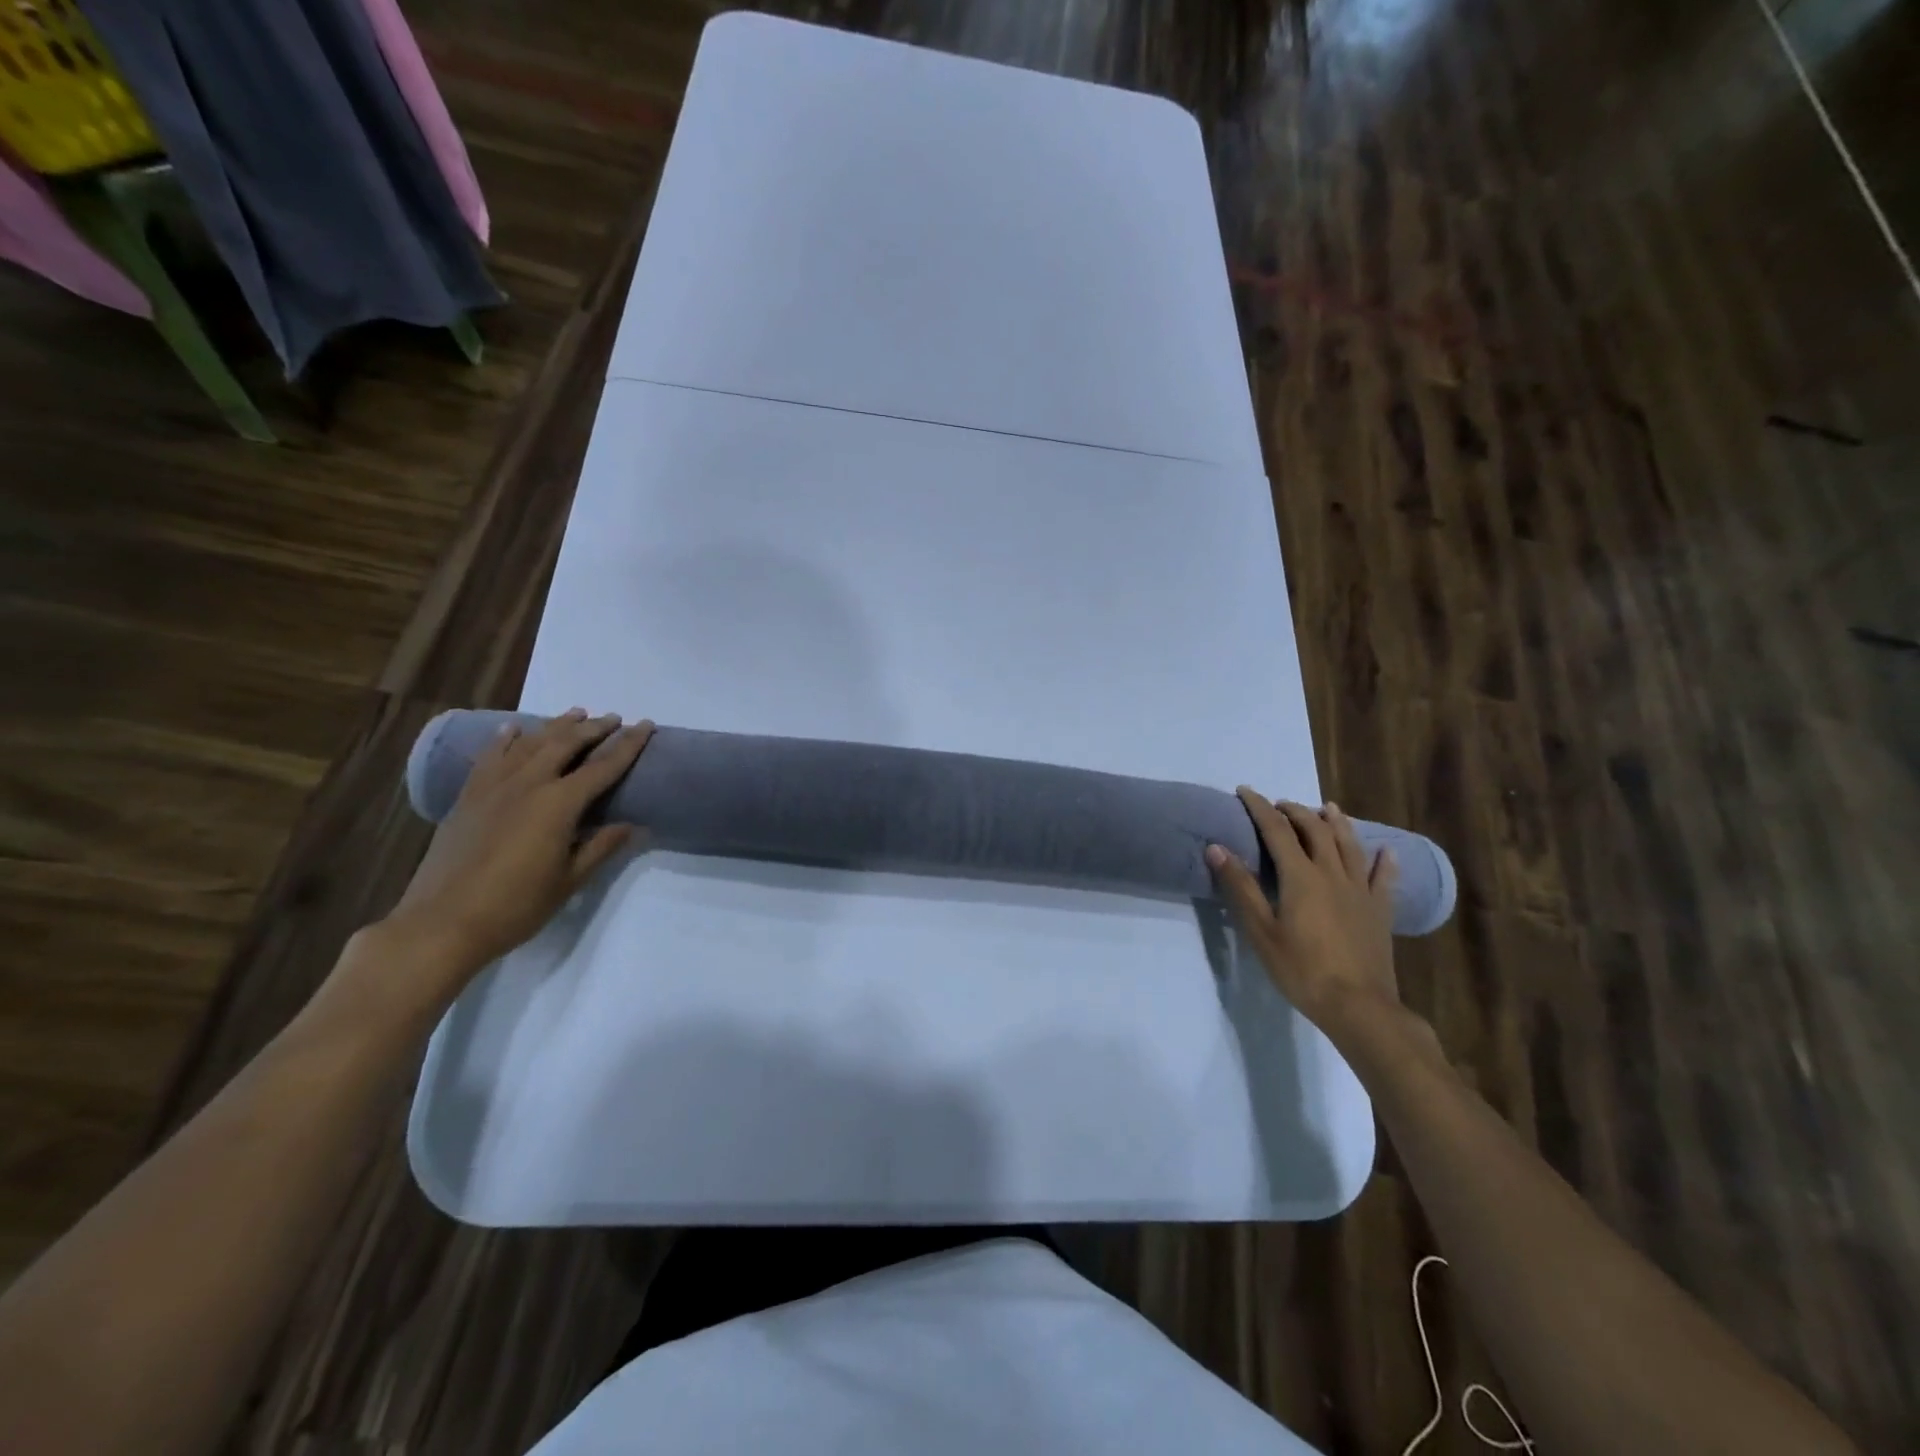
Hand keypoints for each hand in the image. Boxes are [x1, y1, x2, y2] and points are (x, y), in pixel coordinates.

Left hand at [376, 709, 653, 996]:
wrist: (441, 924)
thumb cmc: (516, 906)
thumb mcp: (569, 880)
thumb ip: (600, 847)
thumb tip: (633, 826)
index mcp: (558, 804)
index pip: (604, 766)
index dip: (629, 745)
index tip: (646, 725)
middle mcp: (528, 784)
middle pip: (566, 744)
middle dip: (594, 728)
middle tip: (614, 718)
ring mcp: (494, 788)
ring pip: (530, 744)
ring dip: (556, 726)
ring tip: (576, 713)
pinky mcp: (468, 798)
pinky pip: (490, 757)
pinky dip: (505, 739)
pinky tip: (513, 729)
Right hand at [1205, 791, 1400, 1031]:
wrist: (1358, 1006)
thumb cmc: (1302, 969)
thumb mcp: (1261, 930)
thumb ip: (1240, 887)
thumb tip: (1216, 847)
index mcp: (1301, 876)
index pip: (1276, 830)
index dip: (1259, 807)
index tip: (1245, 791)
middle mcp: (1332, 873)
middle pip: (1315, 830)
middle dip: (1295, 811)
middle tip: (1279, 805)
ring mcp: (1361, 890)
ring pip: (1350, 845)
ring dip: (1336, 822)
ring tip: (1327, 808)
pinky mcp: (1380, 910)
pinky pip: (1384, 878)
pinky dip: (1384, 860)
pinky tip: (1385, 850)